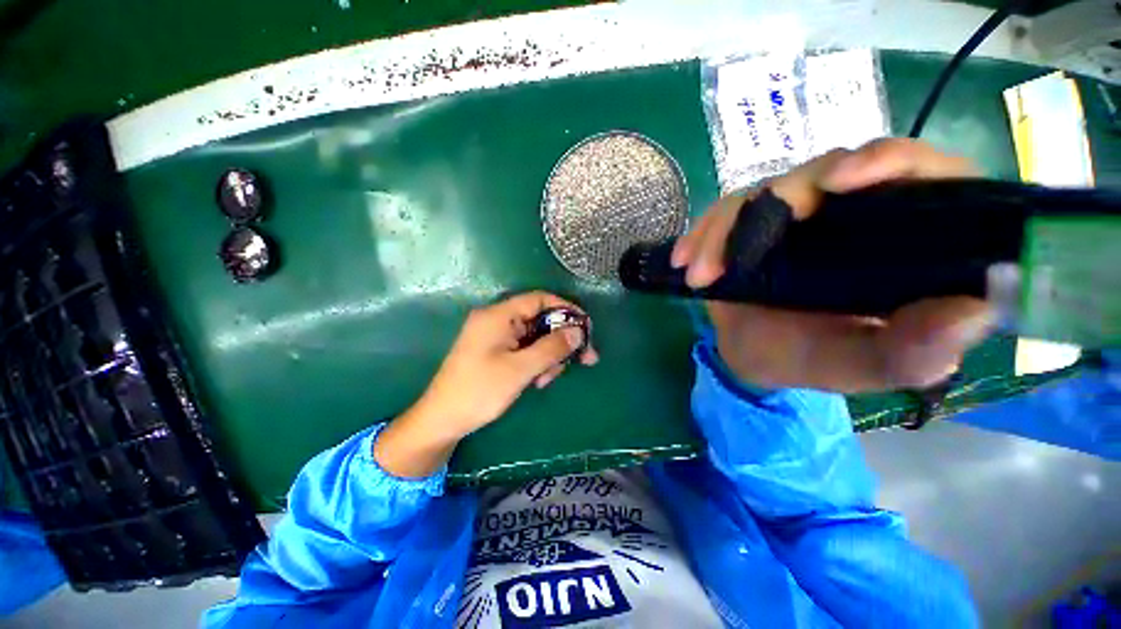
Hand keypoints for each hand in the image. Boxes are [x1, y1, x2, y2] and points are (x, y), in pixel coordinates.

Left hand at [374, 292, 597, 476]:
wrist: (443, 420)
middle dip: (561, 340)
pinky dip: (536, 361)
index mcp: (498, 315)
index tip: (586, 327)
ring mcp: (496, 336)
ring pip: (535, 337)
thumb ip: (551, 348)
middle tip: (583, 360)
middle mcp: (497, 319)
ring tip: (546, 380)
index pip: (539, 299)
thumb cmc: (480, 391)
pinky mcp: (496, 350)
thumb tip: (578, 331)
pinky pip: (525, 348)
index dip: (565, 309)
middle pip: (540, 319)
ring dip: (549, 356)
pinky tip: (537, 380)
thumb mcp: (520, 369)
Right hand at [671, 138, 992, 393]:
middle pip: (829, 170)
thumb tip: (974, 311)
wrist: (751, 356)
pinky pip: (725, 212)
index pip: (920, 176)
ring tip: (700, 275)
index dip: (889, 162)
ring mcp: (797, 214)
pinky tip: (685, 261)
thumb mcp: (859, 367)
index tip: (841, 182)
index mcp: (902, 241)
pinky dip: (702, 234)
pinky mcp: (753, 222)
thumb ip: (911, 352)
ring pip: (766, 190)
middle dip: (779, 201)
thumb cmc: (809, 361)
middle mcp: (853, 213)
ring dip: (725, 230)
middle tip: (738, 249)